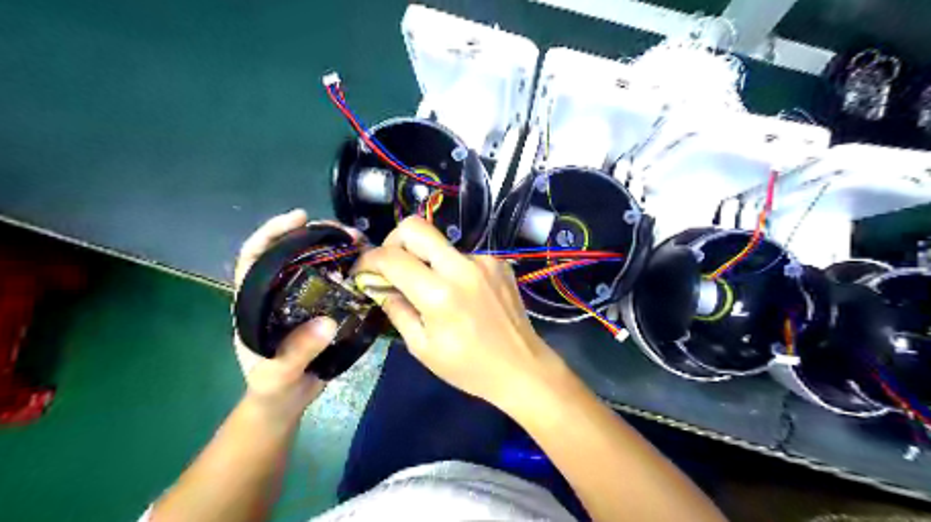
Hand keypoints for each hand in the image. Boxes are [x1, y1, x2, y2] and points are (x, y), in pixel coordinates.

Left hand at [237, 211, 357, 417]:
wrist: (287, 401)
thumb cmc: (272, 387)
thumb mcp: (277, 374)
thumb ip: (295, 352)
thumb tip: (327, 322)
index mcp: (254, 301)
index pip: (254, 256)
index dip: (272, 232)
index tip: (299, 217)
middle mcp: (277, 293)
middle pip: (291, 253)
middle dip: (315, 236)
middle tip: (344, 231)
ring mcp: (301, 300)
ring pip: (316, 265)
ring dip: (337, 250)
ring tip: (361, 244)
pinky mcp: (323, 308)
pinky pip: (336, 283)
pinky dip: (350, 271)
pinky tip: (367, 267)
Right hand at [354, 216, 563, 412]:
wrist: (521, 367)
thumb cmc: (469, 367)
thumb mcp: (422, 347)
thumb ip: (396, 309)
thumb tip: (377, 284)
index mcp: (440, 294)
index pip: (391, 257)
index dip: (368, 260)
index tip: (362, 271)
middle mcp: (462, 267)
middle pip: (415, 226)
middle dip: (393, 241)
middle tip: (392, 266)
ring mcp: (484, 260)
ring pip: (440, 242)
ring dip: (426, 259)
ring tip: (431, 289)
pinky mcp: (499, 262)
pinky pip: (463, 255)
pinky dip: (451, 268)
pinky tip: (460, 293)